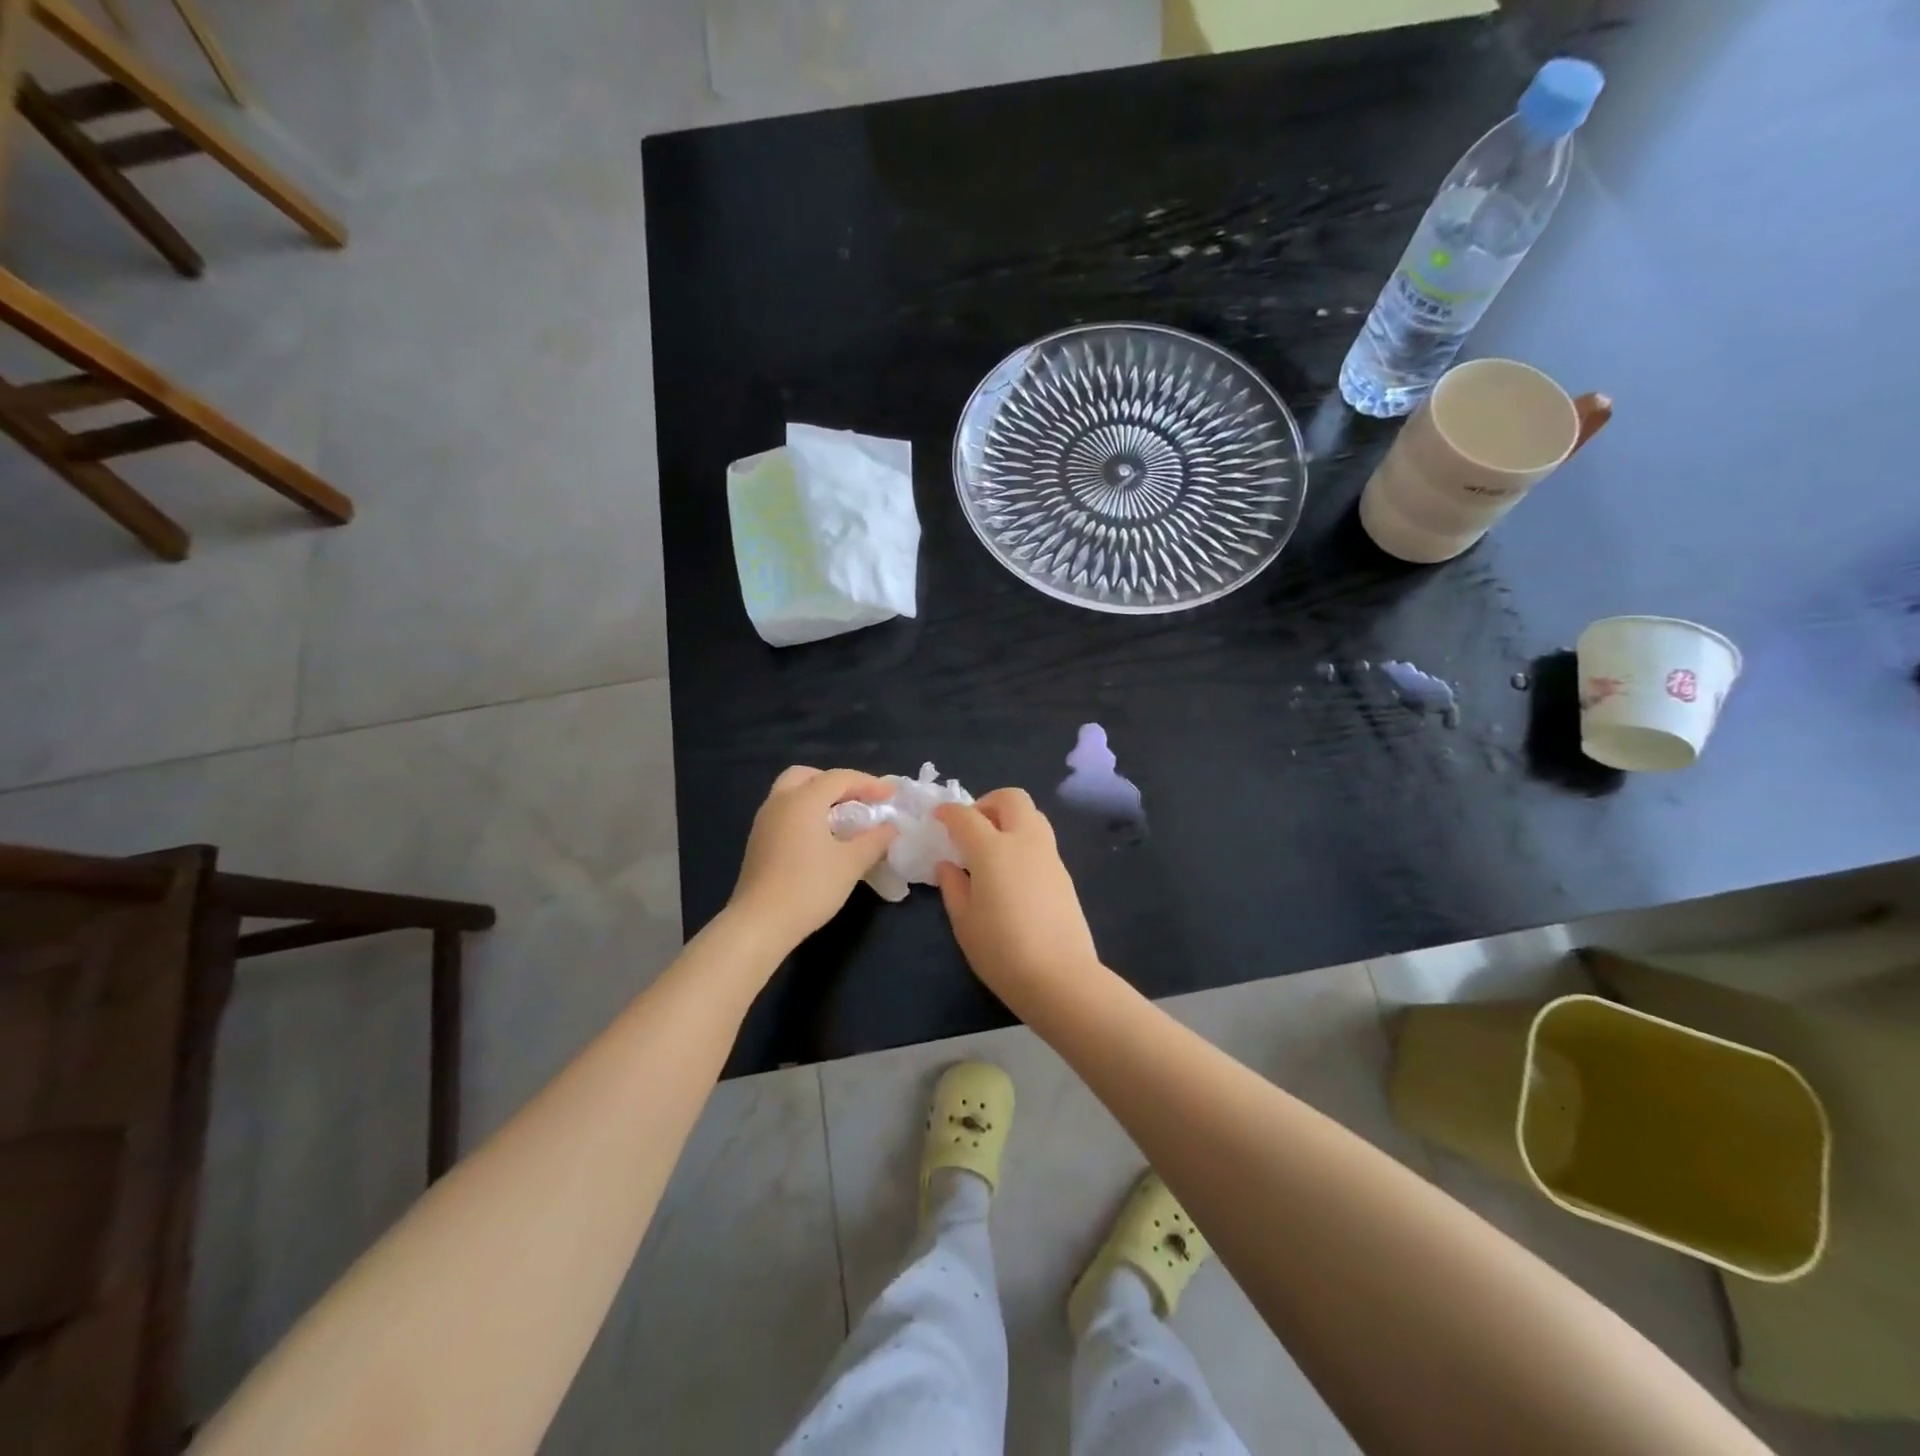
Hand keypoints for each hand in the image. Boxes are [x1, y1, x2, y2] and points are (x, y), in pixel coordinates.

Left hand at [729, 766, 896, 950]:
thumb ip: (874, 840)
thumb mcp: (851, 863)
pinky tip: (821, 837)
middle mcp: (780, 802)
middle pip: (808, 776)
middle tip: (859, 799)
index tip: (891, 795)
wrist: (760, 923)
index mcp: (803, 800)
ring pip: (792, 793)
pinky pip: (785, 812)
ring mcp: (764, 821)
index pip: (840, 778)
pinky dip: (805, 813)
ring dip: (819, 797)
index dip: (869, 783)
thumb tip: (890, 827)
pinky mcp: (758, 841)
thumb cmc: (810, 887)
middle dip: (836, 783)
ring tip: (843, 818)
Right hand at [934, 789, 1102, 1002]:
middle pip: (1010, 798)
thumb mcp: (964, 922)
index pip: (966, 816)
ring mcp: (1049, 855)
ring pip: (1032, 814)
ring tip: (991, 848)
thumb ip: (953, 886)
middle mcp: (1024, 841)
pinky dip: (1023, 840)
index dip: (948, 812)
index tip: (937, 818)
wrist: (1061, 978)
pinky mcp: (1064, 873)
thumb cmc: (1002, 951)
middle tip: (971, 828)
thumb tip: (948, 864)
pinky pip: (1041, 839)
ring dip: (1009, 818)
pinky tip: (1011, 872)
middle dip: (987, 803)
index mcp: (993, 849)